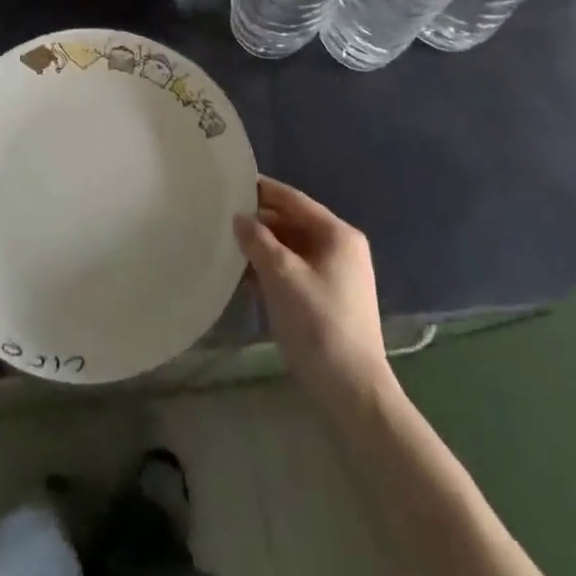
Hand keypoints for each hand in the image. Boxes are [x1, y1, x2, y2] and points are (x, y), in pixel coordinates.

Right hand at [234, 176, 391, 413]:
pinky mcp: (330, 301)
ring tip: (227, 247)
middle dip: (259, 223)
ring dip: (263, 249)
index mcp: (337, 234)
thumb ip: (257, 241)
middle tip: (222, 219)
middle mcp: (341, 248)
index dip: (262, 190)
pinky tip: (245, 279)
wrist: (354, 392)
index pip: (293, 199)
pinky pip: (296, 272)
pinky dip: (273, 271)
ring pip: (292, 249)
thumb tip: (240, 218)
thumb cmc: (318, 324)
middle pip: (293, 223)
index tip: (231, 183)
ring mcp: (338, 276)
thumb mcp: (281, 276)